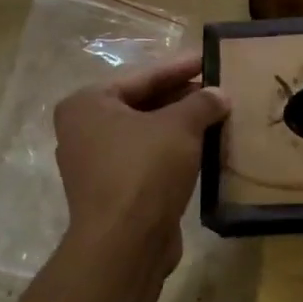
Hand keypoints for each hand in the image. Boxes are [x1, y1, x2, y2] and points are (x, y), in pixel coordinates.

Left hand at [53, 51, 228, 274]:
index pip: (143, 76)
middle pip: (142, 104)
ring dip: (180, 126)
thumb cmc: (145, 169)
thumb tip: (219, 94)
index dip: (179, 67)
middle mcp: (83, 130)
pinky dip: (173, 151)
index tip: (208, 59)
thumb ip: (201, 103)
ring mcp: (95, 163)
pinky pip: (147, 159)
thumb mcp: (180, 127)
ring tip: (217, 116)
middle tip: (218, 89)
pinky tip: (203, 148)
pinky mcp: (112, 191)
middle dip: (182, 97)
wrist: (125, 242)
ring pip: (146, 133)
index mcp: (88, 104)